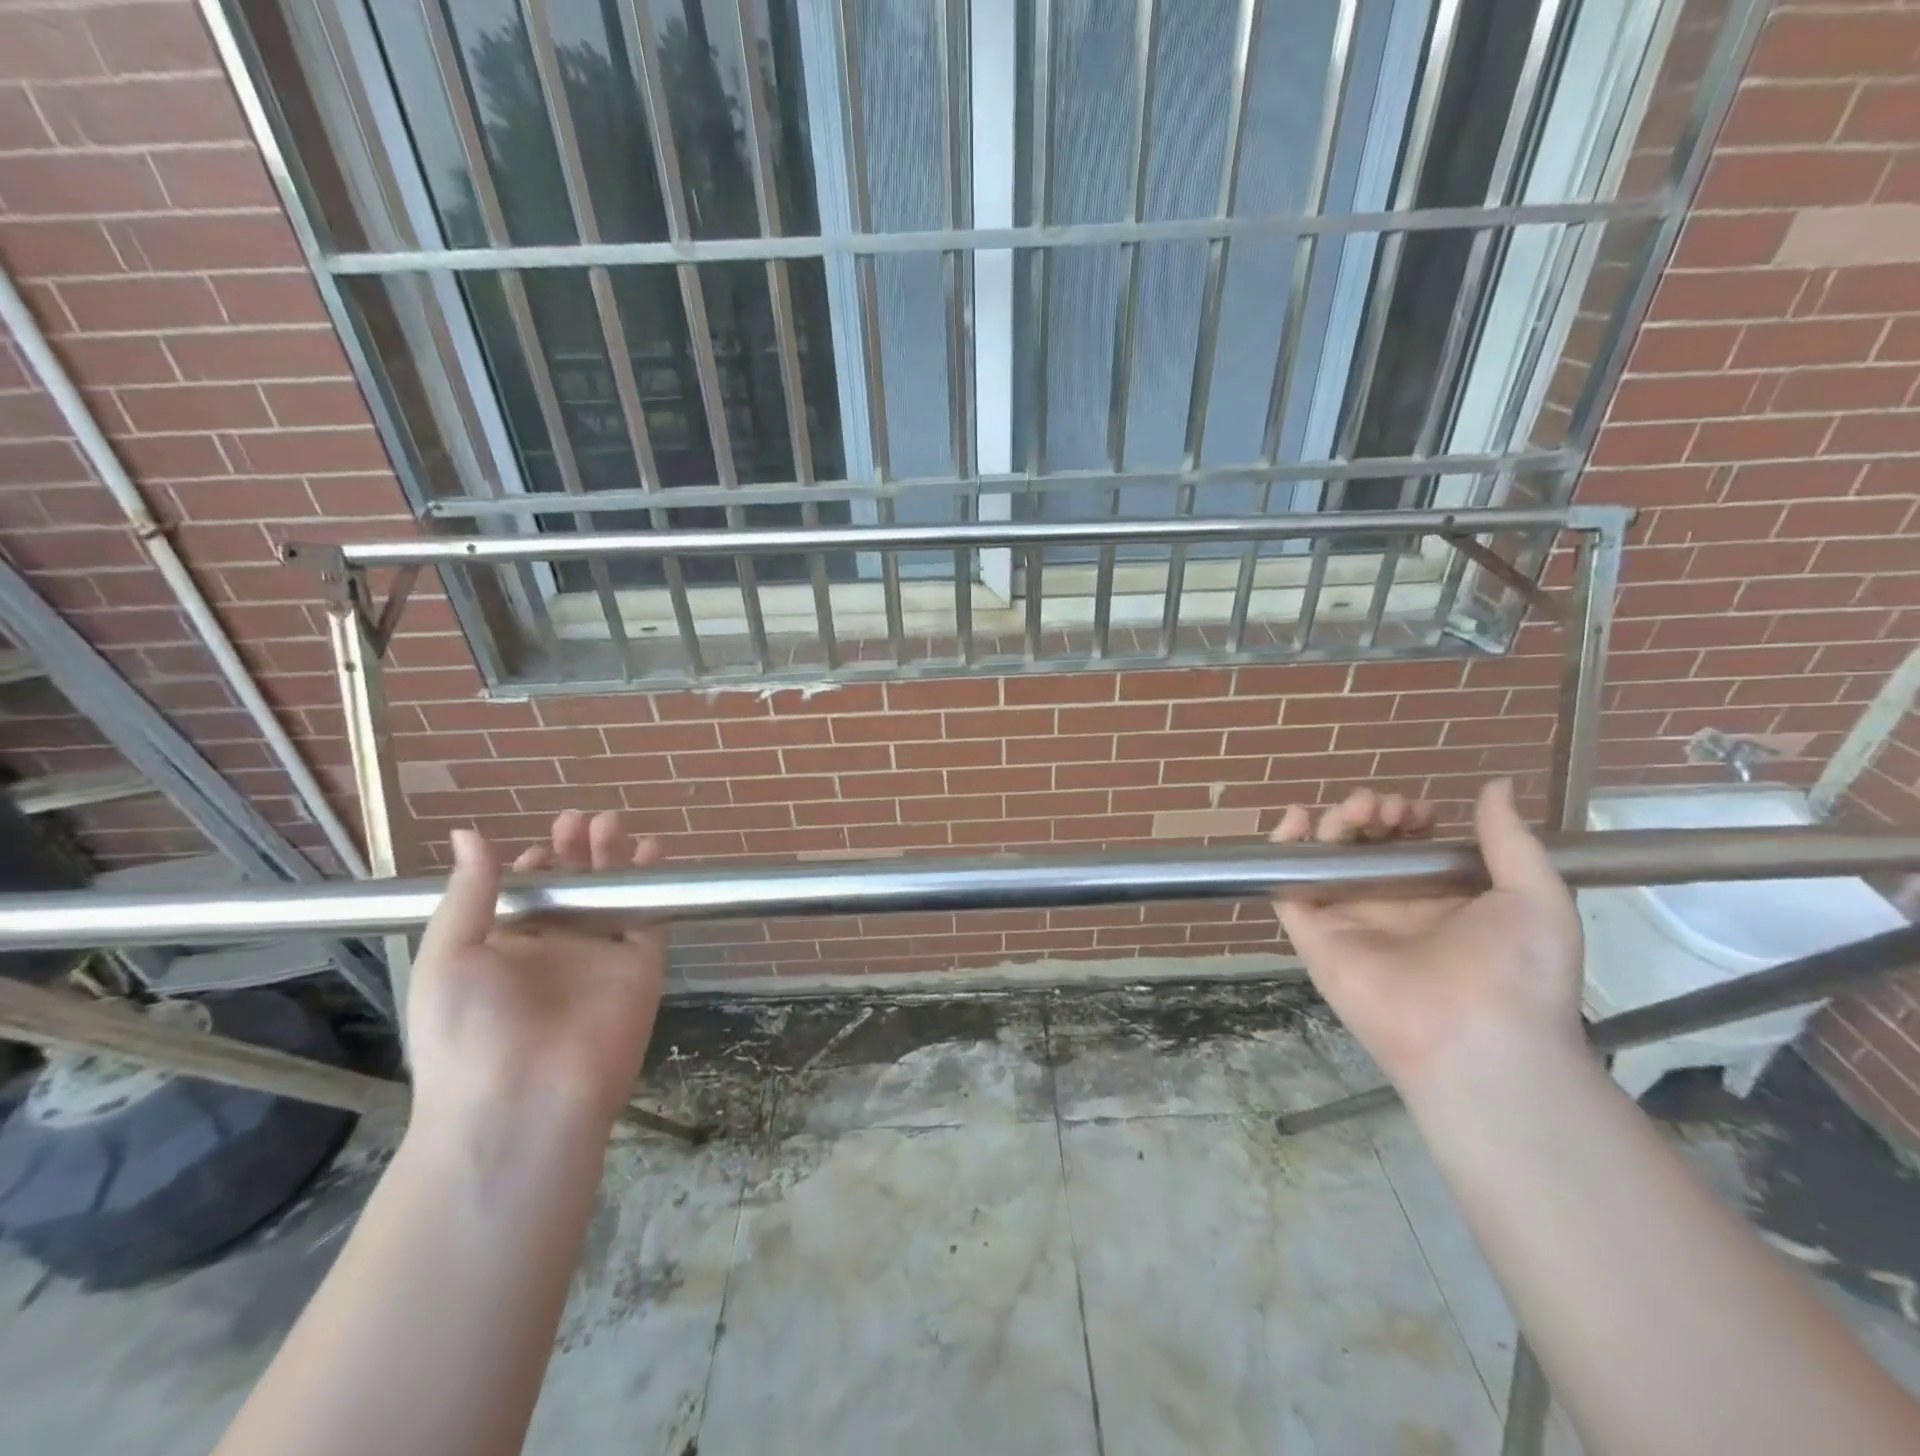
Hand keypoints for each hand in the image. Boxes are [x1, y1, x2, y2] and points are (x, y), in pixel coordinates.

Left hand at [405, 811, 668, 1132]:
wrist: (523, 1102)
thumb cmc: (470, 1032)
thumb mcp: (450, 957)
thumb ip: (468, 893)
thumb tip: (467, 833)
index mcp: (505, 949)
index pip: (526, 894)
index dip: (534, 865)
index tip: (540, 843)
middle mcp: (555, 949)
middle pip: (573, 887)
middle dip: (576, 851)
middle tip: (579, 821)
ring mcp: (600, 957)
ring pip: (613, 895)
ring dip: (614, 858)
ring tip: (609, 823)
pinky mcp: (640, 965)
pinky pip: (650, 916)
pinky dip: (653, 883)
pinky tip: (652, 851)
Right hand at [1271, 778, 1584, 1095]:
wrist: (1481, 1037)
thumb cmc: (1518, 969)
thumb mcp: (1535, 895)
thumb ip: (1508, 838)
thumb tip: (1497, 785)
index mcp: (1438, 899)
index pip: (1406, 845)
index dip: (1407, 819)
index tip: (1418, 813)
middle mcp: (1389, 905)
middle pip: (1361, 845)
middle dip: (1370, 814)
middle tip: (1383, 808)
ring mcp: (1347, 918)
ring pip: (1324, 857)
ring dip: (1334, 823)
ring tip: (1356, 812)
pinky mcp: (1313, 933)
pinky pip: (1286, 887)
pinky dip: (1282, 849)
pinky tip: (1295, 819)